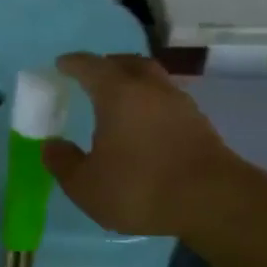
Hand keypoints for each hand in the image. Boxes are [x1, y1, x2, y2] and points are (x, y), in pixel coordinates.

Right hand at [42, 53, 238, 237]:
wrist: (215, 203)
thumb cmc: (141, 187)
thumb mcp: (86, 184)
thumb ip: (63, 162)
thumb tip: (52, 145)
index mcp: (117, 93)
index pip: (90, 66)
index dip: (72, 64)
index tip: (61, 65)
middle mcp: (149, 88)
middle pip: (127, 63)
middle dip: (107, 65)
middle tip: (91, 76)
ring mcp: (179, 104)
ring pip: (152, 79)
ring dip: (133, 82)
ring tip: (118, 100)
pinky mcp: (200, 124)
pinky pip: (167, 101)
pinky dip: (150, 103)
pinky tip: (144, 124)